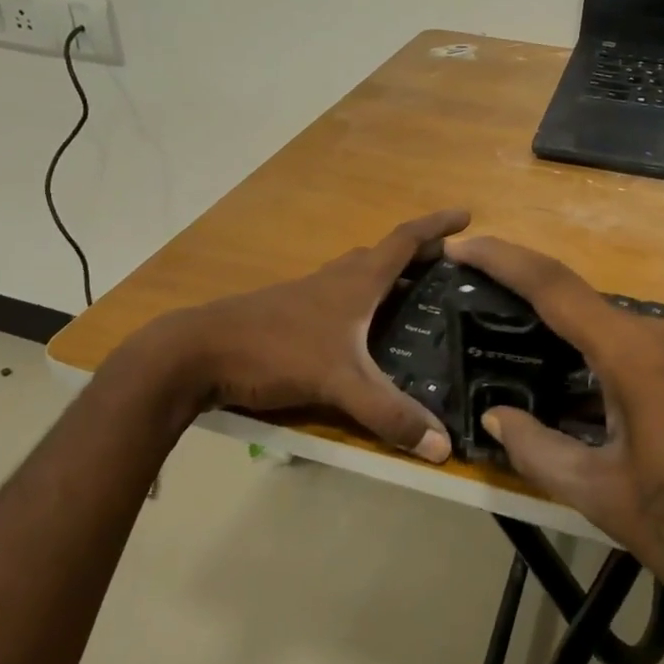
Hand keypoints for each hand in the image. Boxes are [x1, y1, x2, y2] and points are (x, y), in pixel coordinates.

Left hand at [129, 210, 470, 461]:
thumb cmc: (275, 351)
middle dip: (418, 254)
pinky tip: (360, 331)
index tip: (466, 215)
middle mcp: (335, 279)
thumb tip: (443, 448)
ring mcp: (307, 294)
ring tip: (411, 296)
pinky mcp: (288, 313)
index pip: (405, 241)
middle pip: (384, 255)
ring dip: (387, 276)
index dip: (437, 226)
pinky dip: (361, 300)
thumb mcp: (339, 383)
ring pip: (357, 275)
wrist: (197, 352)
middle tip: (447, 267)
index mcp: (356, 281)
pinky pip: (338, 296)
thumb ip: (389, 413)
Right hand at [448, 236, 663, 639]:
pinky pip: (652, 356)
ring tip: (536, 375)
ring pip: (621, 336)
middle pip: (588, 311)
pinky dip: (613, 368)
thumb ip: (537, 449)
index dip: (504, 260)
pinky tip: (595, 406)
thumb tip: (495, 419)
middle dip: (537, 315)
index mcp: (639, 356)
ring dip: (577, 350)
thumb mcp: (600, 495)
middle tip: (491, 327)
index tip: (463, 244)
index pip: (556, 288)